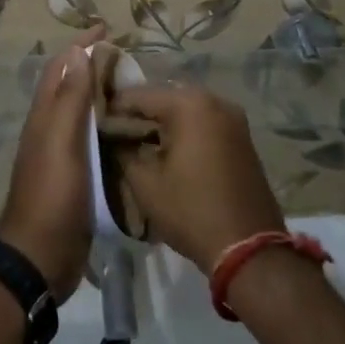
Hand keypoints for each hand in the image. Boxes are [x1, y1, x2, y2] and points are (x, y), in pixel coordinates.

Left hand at [0, 27, 107, 297]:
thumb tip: (76, 51)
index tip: (107, 29)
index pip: (60, 68)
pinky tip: (127, 130)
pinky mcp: (75, 177)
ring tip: (132, 87)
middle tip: (127, 58)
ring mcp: (61, 154)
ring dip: (101, 95)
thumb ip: (70, 98)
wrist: (40, 257)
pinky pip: (91, 140)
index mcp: (44, 116)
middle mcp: (50, 129)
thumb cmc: (53, 194)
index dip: (80, 46)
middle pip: (70, 86)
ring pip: (81, 113)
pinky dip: (106, 125)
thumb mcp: (62, 142)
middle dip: (92, 66)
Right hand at [108, 86, 284, 270]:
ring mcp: (233, 118)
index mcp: (189, 104)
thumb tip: (113, 136)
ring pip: (185, 111)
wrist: (248, 247)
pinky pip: (204, 124)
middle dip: (139, 114)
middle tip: (115, 134)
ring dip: (162, 123)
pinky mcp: (242, 137)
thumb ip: (123, 151)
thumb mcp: (146, 183)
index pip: (140, 95)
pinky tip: (167, 151)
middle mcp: (214, 100)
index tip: (96, 123)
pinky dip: (184, 132)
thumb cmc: (192, 211)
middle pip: (165, 98)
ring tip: (138, 144)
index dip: (115, 108)